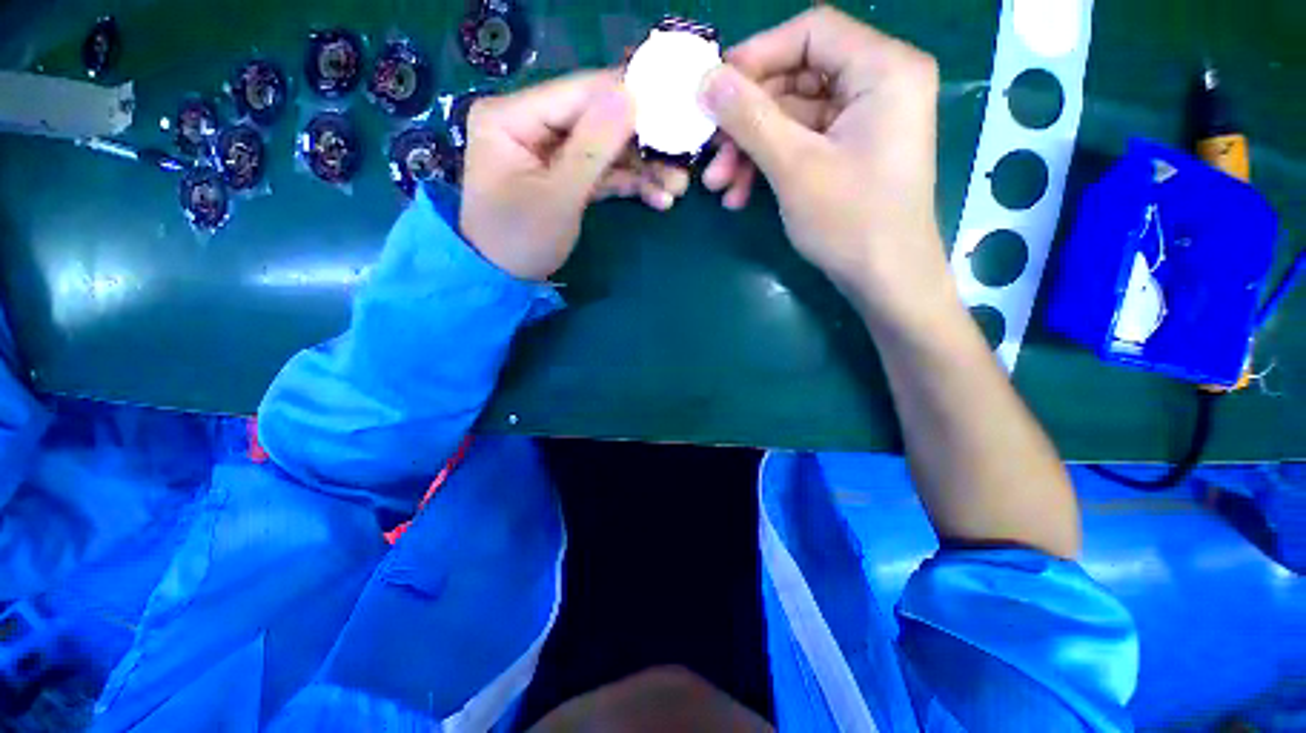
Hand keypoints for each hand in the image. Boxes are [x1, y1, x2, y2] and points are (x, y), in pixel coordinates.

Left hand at [460, 70, 689, 280]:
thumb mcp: (558, 196)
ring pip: (606, 149)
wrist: (504, 282)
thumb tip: (631, 94)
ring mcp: (552, 152)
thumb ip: (594, 147)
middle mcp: (532, 124)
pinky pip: (603, 172)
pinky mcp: (567, 176)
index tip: (673, 105)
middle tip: (683, 156)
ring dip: (643, 168)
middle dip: (641, 142)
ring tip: (678, 187)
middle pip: (597, 120)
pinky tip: (659, 198)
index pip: (578, 93)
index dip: (626, 97)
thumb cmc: (520, 240)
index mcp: (513, 116)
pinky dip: (630, 184)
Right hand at [699, 8, 949, 324]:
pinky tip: (739, 195)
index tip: (714, 89)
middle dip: (746, 121)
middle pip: (797, 79)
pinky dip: (769, 166)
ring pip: (792, 118)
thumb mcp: (794, 166)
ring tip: (718, 186)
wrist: (885, 280)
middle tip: (709, 153)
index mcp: (883, 69)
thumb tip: (706, 79)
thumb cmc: (849, 222)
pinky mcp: (850, 152)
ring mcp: (863, 121)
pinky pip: (801, 144)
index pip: (811, 32)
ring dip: (750, 150)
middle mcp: (879, 84)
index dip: (757, 55)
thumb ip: (750, 117)